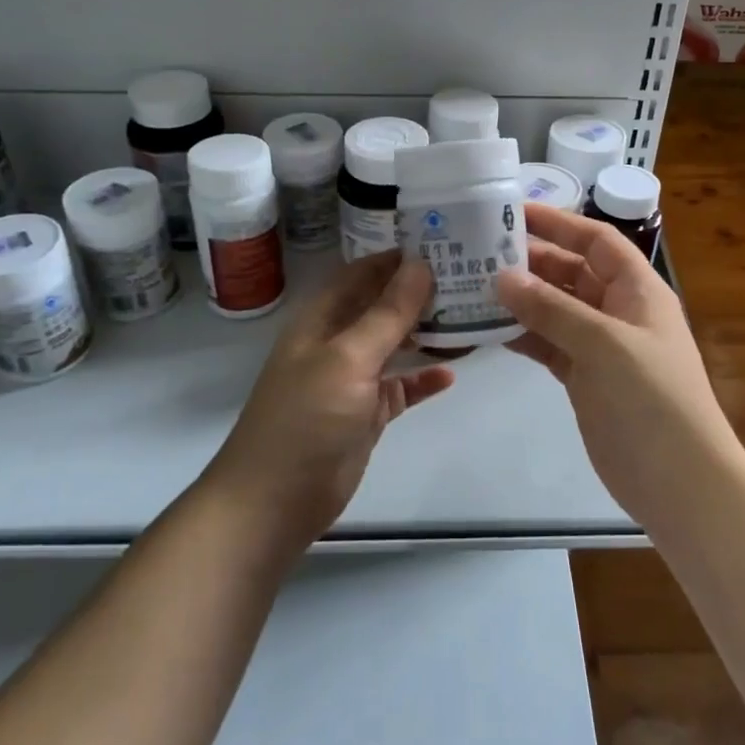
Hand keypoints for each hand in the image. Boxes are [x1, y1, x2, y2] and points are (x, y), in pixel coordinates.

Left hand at [208, 254, 454, 554]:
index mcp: (322, 319)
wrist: (274, 502)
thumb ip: (387, 313)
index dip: (395, 257)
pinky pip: (400, 387)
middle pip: (381, 306)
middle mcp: (336, 342)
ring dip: (426, 332)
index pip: (362, 273)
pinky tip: (452, 374)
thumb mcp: (348, 358)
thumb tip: (420, 264)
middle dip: (418, 292)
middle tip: (468, 276)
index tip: (441, 242)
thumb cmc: (306, 418)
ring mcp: (351, 380)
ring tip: (470, 315)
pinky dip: (422, 379)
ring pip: (394, 345)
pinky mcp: (366, 414)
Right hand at [496, 204, 742, 529]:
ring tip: (472, 286)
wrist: (679, 482)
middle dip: (531, 260)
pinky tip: (488, 329)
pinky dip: (523, 335)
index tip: (513, 212)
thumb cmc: (651, 399)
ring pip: (555, 309)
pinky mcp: (584, 378)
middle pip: (571, 271)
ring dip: (521, 298)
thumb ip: (552, 309)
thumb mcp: (604, 344)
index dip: (559, 223)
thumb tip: (503, 276)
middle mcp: (619, 311)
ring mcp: (601, 346)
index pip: (596, 241)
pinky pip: (549, 344)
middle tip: (479, 251)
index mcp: (638, 290)